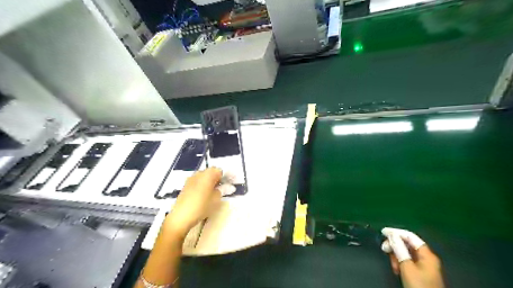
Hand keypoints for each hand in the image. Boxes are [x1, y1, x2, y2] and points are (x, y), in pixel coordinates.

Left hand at [166, 168, 229, 236]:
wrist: (181, 217)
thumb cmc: (201, 206)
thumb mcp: (216, 199)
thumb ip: (223, 190)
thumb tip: (230, 187)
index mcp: (207, 174)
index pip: (219, 171)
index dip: (226, 177)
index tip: (230, 184)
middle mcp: (199, 174)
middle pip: (211, 172)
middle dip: (218, 178)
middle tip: (223, 188)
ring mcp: (191, 179)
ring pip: (203, 177)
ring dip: (210, 181)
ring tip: (214, 192)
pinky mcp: (185, 186)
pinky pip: (197, 182)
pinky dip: (202, 185)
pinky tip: (204, 195)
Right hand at [380, 227, 444, 287]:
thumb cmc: (419, 285)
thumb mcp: (406, 266)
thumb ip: (399, 249)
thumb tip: (391, 234)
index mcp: (427, 254)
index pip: (410, 236)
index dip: (396, 232)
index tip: (383, 232)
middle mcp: (426, 257)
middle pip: (407, 244)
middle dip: (395, 246)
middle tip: (384, 249)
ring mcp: (424, 265)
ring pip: (406, 253)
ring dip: (396, 256)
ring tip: (393, 265)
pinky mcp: (420, 272)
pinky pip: (408, 261)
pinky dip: (400, 262)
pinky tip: (396, 269)